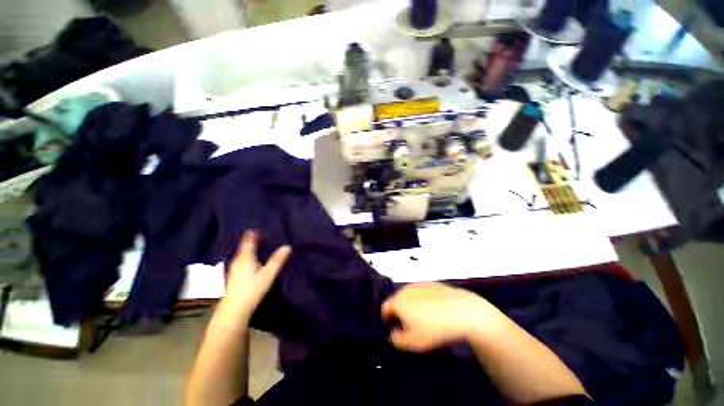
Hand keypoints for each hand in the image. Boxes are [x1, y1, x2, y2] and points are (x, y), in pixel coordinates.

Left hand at [220, 231, 290, 321]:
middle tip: (262, 234)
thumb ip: (277, 260)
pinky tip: (252, 260)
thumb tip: (287, 246)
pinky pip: (242, 260)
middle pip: (244, 246)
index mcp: (245, 257)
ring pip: (242, 254)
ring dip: (249, 248)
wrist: (234, 309)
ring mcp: (234, 268)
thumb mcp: (268, 274)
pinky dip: (247, 256)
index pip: (249, 241)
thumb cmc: (252, 289)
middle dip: (252, 239)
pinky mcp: (234, 276)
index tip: (259, 227)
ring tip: (258, 244)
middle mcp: (238, 260)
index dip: (253, 234)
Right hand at [381, 283, 497, 351]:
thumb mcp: (413, 343)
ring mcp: (419, 284)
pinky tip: (435, 311)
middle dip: (399, 313)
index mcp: (398, 301)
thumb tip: (392, 334)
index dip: (386, 320)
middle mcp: (405, 289)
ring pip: (409, 296)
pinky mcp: (432, 283)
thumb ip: (397, 340)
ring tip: (423, 319)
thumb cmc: (434, 329)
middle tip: (409, 326)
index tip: (394, 330)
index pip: (384, 308)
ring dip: (411, 306)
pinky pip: (422, 293)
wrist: (462, 311)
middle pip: (396, 301)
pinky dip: (423, 300)